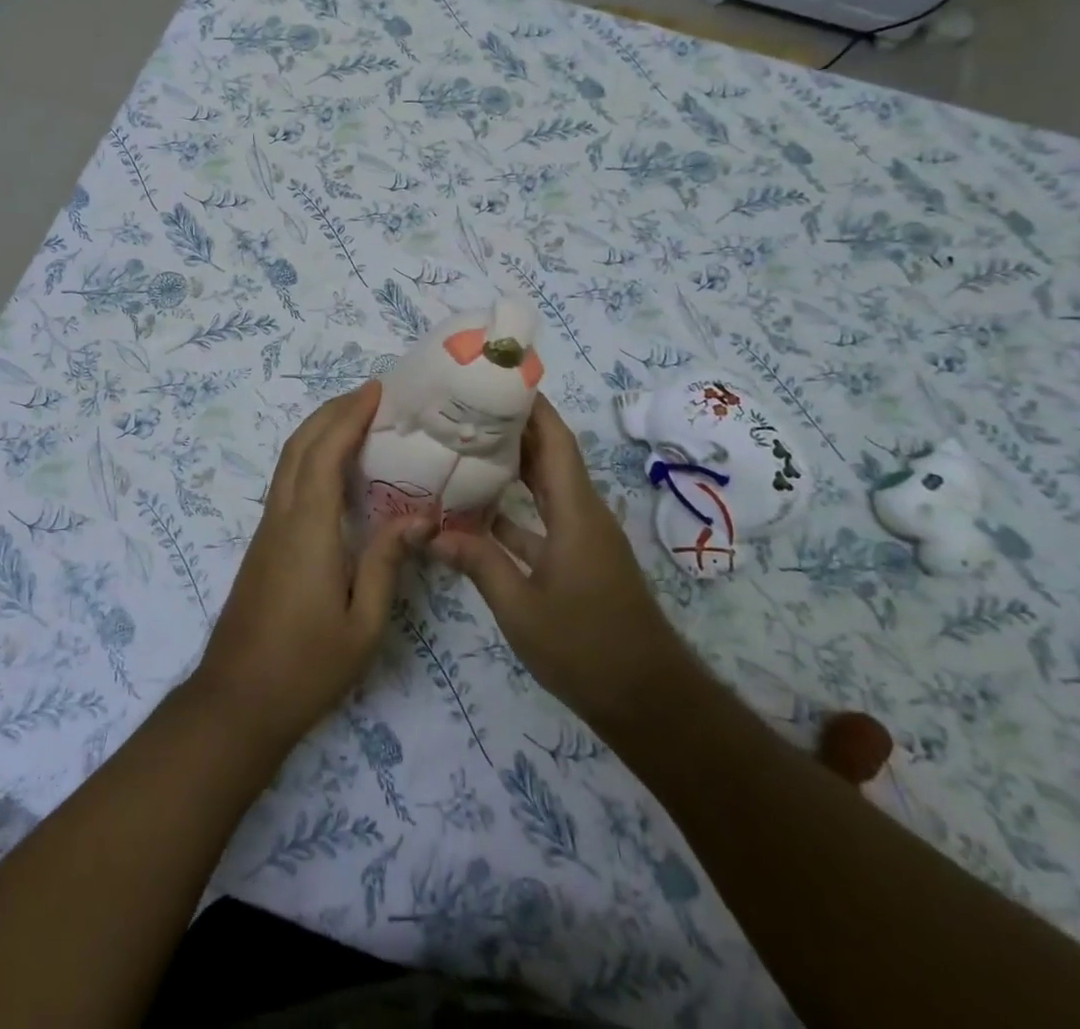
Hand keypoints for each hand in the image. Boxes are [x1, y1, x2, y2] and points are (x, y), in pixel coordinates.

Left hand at [193, 381, 427, 748]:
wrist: (237, 701)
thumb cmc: (307, 667)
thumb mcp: (363, 623)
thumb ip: (388, 562)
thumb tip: (421, 516)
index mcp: (308, 529)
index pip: (324, 454)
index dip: (348, 416)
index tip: (376, 391)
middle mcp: (282, 517)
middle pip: (300, 445)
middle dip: (332, 411)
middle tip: (371, 395)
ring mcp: (267, 528)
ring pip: (288, 460)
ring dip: (319, 430)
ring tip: (358, 419)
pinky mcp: (264, 542)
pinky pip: (287, 481)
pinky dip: (310, 455)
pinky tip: (335, 468)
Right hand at [431, 395, 684, 734]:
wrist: (647, 700)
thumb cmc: (585, 647)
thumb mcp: (520, 607)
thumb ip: (477, 563)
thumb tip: (431, 532)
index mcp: (575, 511)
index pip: (555, 439)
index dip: (529, 405)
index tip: (494, 379)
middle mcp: (583, 513)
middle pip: (549, 454)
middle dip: (512, 427)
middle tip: (463, 408)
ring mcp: (582, 537)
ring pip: (545, 486)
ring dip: (512, 466)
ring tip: (463, 447)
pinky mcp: (578, 560)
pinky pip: (543, 519)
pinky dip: (514, 509)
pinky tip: (477, 512)